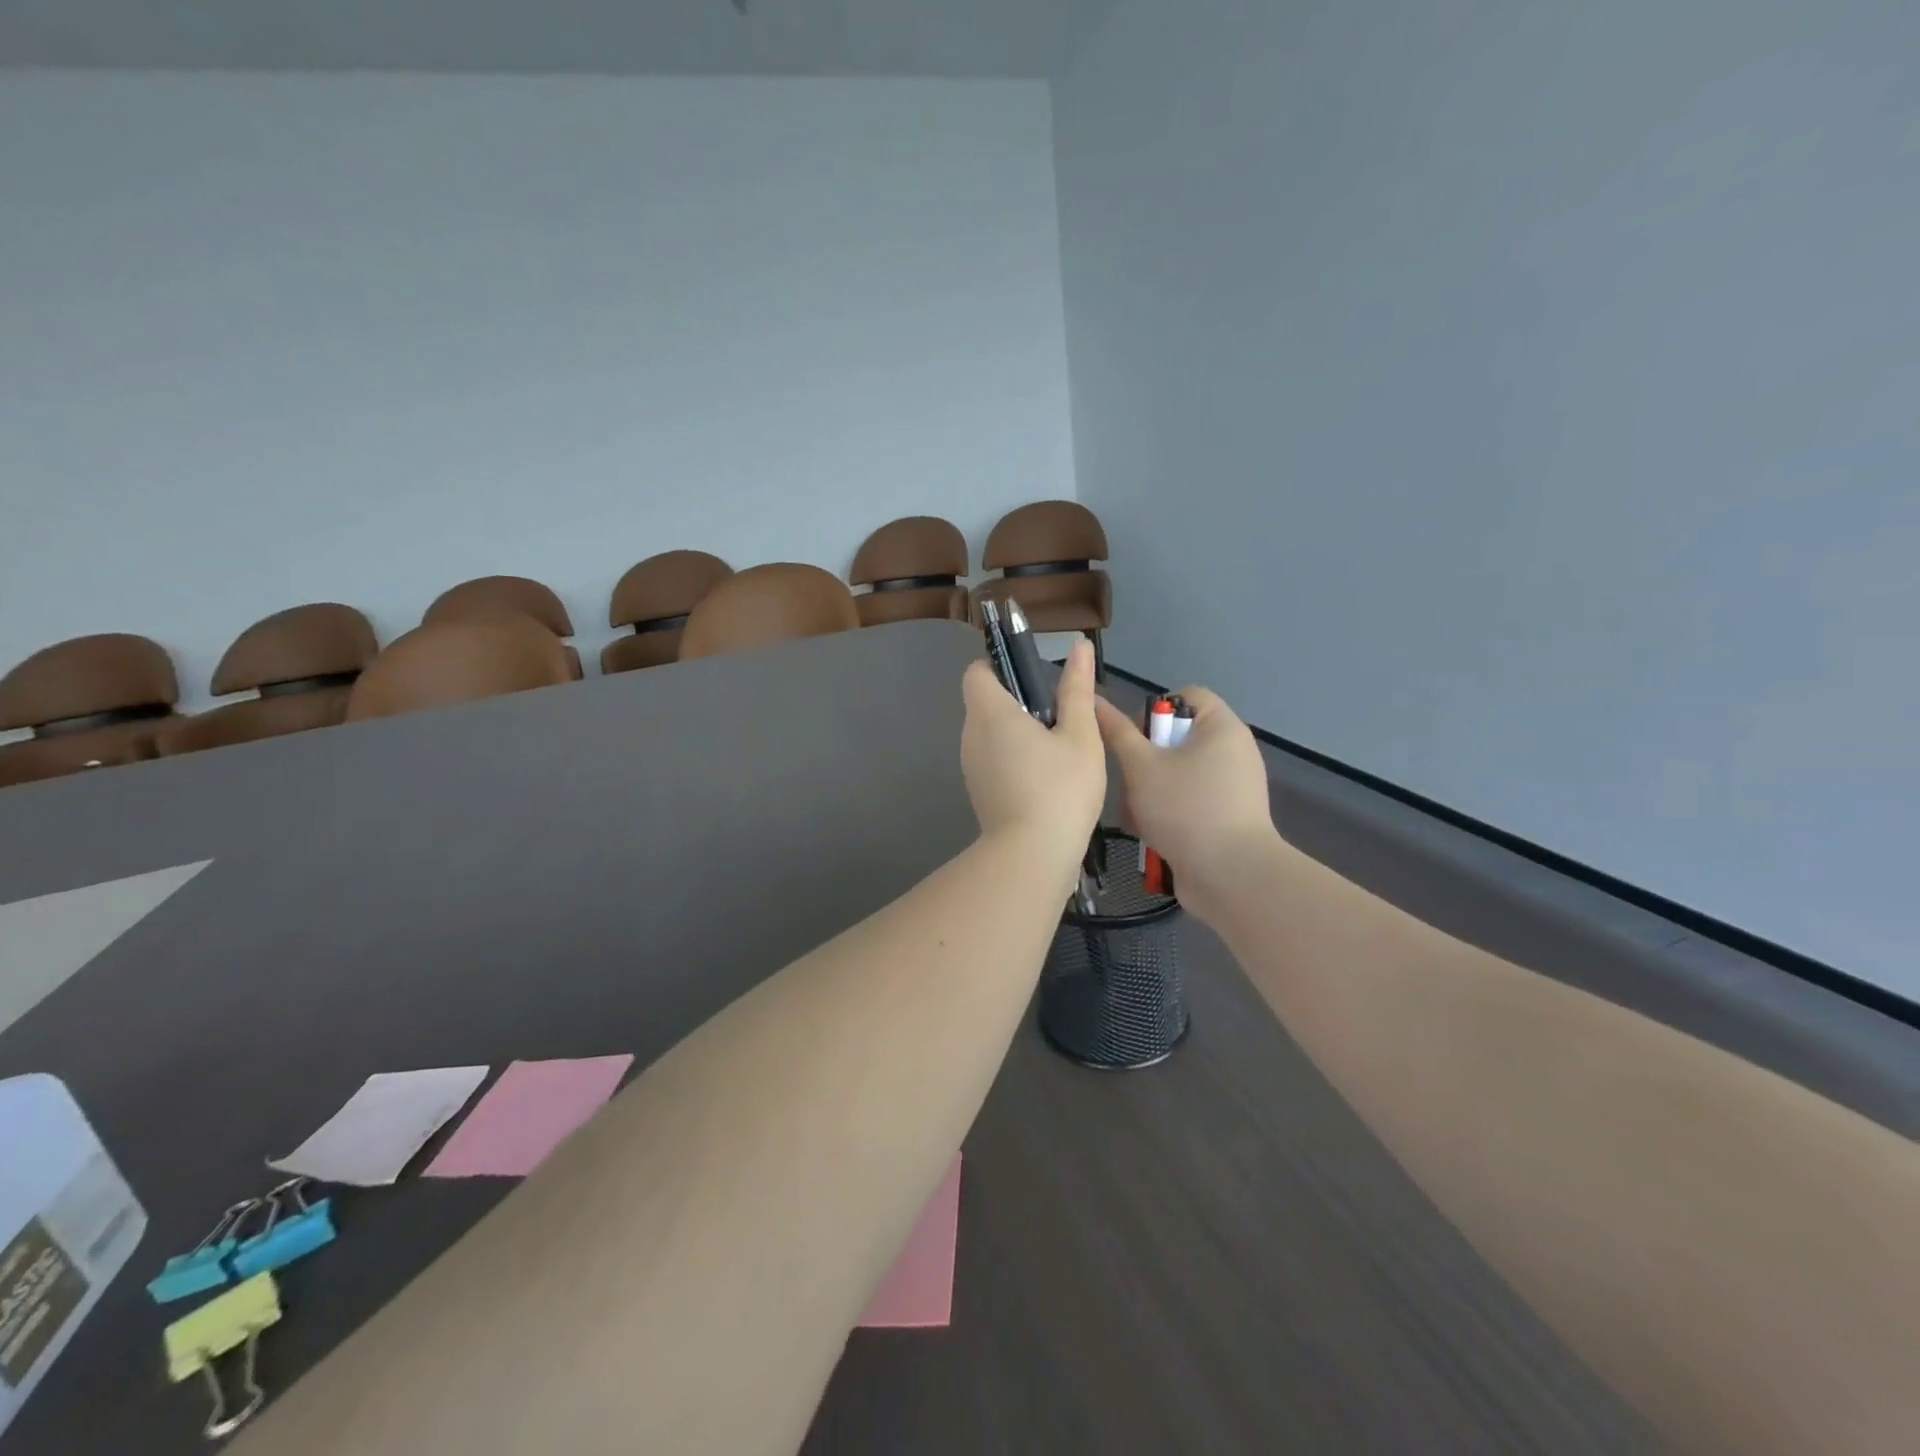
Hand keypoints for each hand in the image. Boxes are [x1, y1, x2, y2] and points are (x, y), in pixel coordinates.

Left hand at [961, 639, 1106, 864]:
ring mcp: (971, 767)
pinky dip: (1013, 758)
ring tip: (1058, 749)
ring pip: (989, 734)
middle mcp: (971, 736)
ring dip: (1017, 732)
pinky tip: (1046, 778)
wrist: (1033, 856)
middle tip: (1058, 716)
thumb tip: (1078, 646)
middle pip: (984, 703)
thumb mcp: (1080, 735)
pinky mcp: (978, 792)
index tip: (1034, 679)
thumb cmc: (1061, 789)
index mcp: (990, 713)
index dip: (1000, 667)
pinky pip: (992, 760)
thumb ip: (1077, 689)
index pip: (977, 672)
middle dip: (1017, 701)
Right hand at [1094, 687, 1278, 914]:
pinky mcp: (1226, 818)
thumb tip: (1095, 701)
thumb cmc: (1185, 808)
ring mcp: (1232, 787)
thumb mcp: (1141, 766)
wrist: (1231, 876)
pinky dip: (1167, 813)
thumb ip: (1117, 733)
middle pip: (1176, 739)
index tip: (1134, 740)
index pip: (1185, 696)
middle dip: (1145, 762)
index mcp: (1221, 727)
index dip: (1154, 711)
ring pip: (1176, 775)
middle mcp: (1232, 751)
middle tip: (1129, 783)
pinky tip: (1149, 834)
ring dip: (1149, 792)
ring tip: (1134, 816)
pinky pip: (1189, 802)